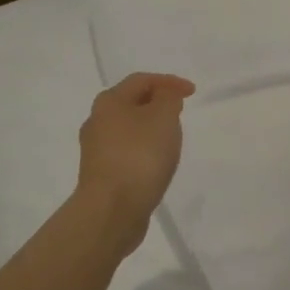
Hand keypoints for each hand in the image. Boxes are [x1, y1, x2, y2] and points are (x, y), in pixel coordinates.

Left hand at [75, 72, 195, 247]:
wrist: (112, 210)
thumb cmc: (140, 155)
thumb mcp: (164, 117)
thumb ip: (168, 98)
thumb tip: (163, 95)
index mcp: (109, 101)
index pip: (141, 80)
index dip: (169, 81)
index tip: (193, 92)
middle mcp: (96, 121)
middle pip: (131, 103)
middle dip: (158, 104)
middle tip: (180, 112)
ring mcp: (96, 150)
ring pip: (128, 129)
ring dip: (150, 129)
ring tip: (171, 139)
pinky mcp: (101, 174)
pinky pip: (126, 153)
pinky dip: (144, 150)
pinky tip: (156, 163)